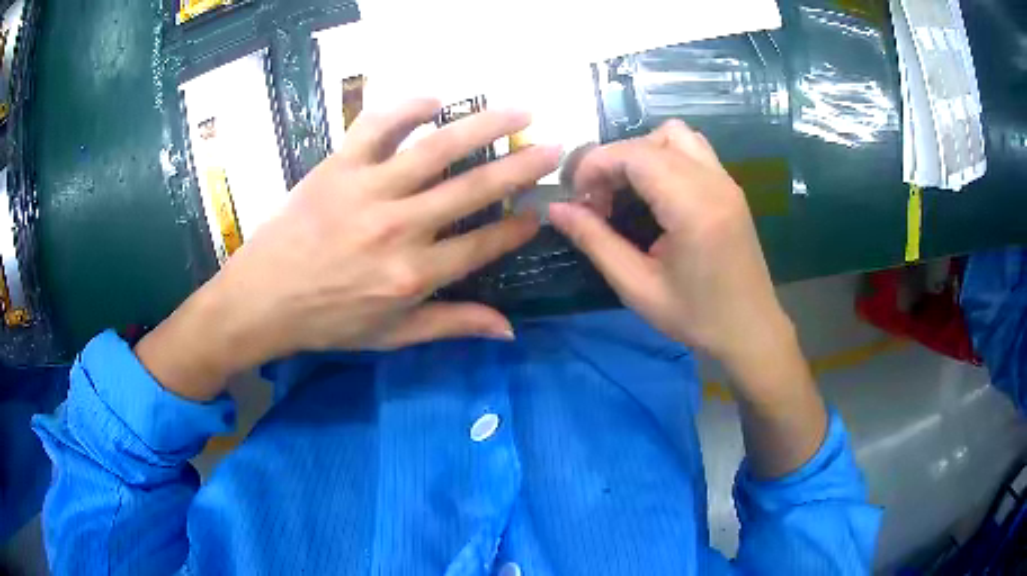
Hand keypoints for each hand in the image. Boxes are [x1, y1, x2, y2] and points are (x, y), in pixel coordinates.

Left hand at [136, 99, 559, 399]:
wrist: (261, 300)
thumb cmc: (326, 321)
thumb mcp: (392, 336)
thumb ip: (452, 326)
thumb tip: (509, 331)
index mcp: (414, 275)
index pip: (483, 246)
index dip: (517, 228)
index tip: (539, 212)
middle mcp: (399, 228)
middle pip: (474, 189)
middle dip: (521, 167)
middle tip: (555, 149)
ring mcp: (368, 191)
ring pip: (437, 149)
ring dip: (485, 126)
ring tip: (520, 111)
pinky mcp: (337, 167)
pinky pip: (376, 127)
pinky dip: (406, 108)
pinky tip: (435, 99)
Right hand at [549, 120, 791, 379]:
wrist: (750, 331)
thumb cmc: (696, 317)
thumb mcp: (637, 287)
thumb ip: (595, 241)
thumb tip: (556, 209)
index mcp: (693, 207)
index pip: (635, 154)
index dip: (595, 165)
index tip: (578, 198)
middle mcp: (714, 182)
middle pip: (653, 139)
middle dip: (616, 159)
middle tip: (600, 200)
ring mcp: (727, 181)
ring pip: (676, 135)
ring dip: (643, 153)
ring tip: (628, 191)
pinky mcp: (731, 187)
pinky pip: (693, 150)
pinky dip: (665, 157)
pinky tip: (656, 193)